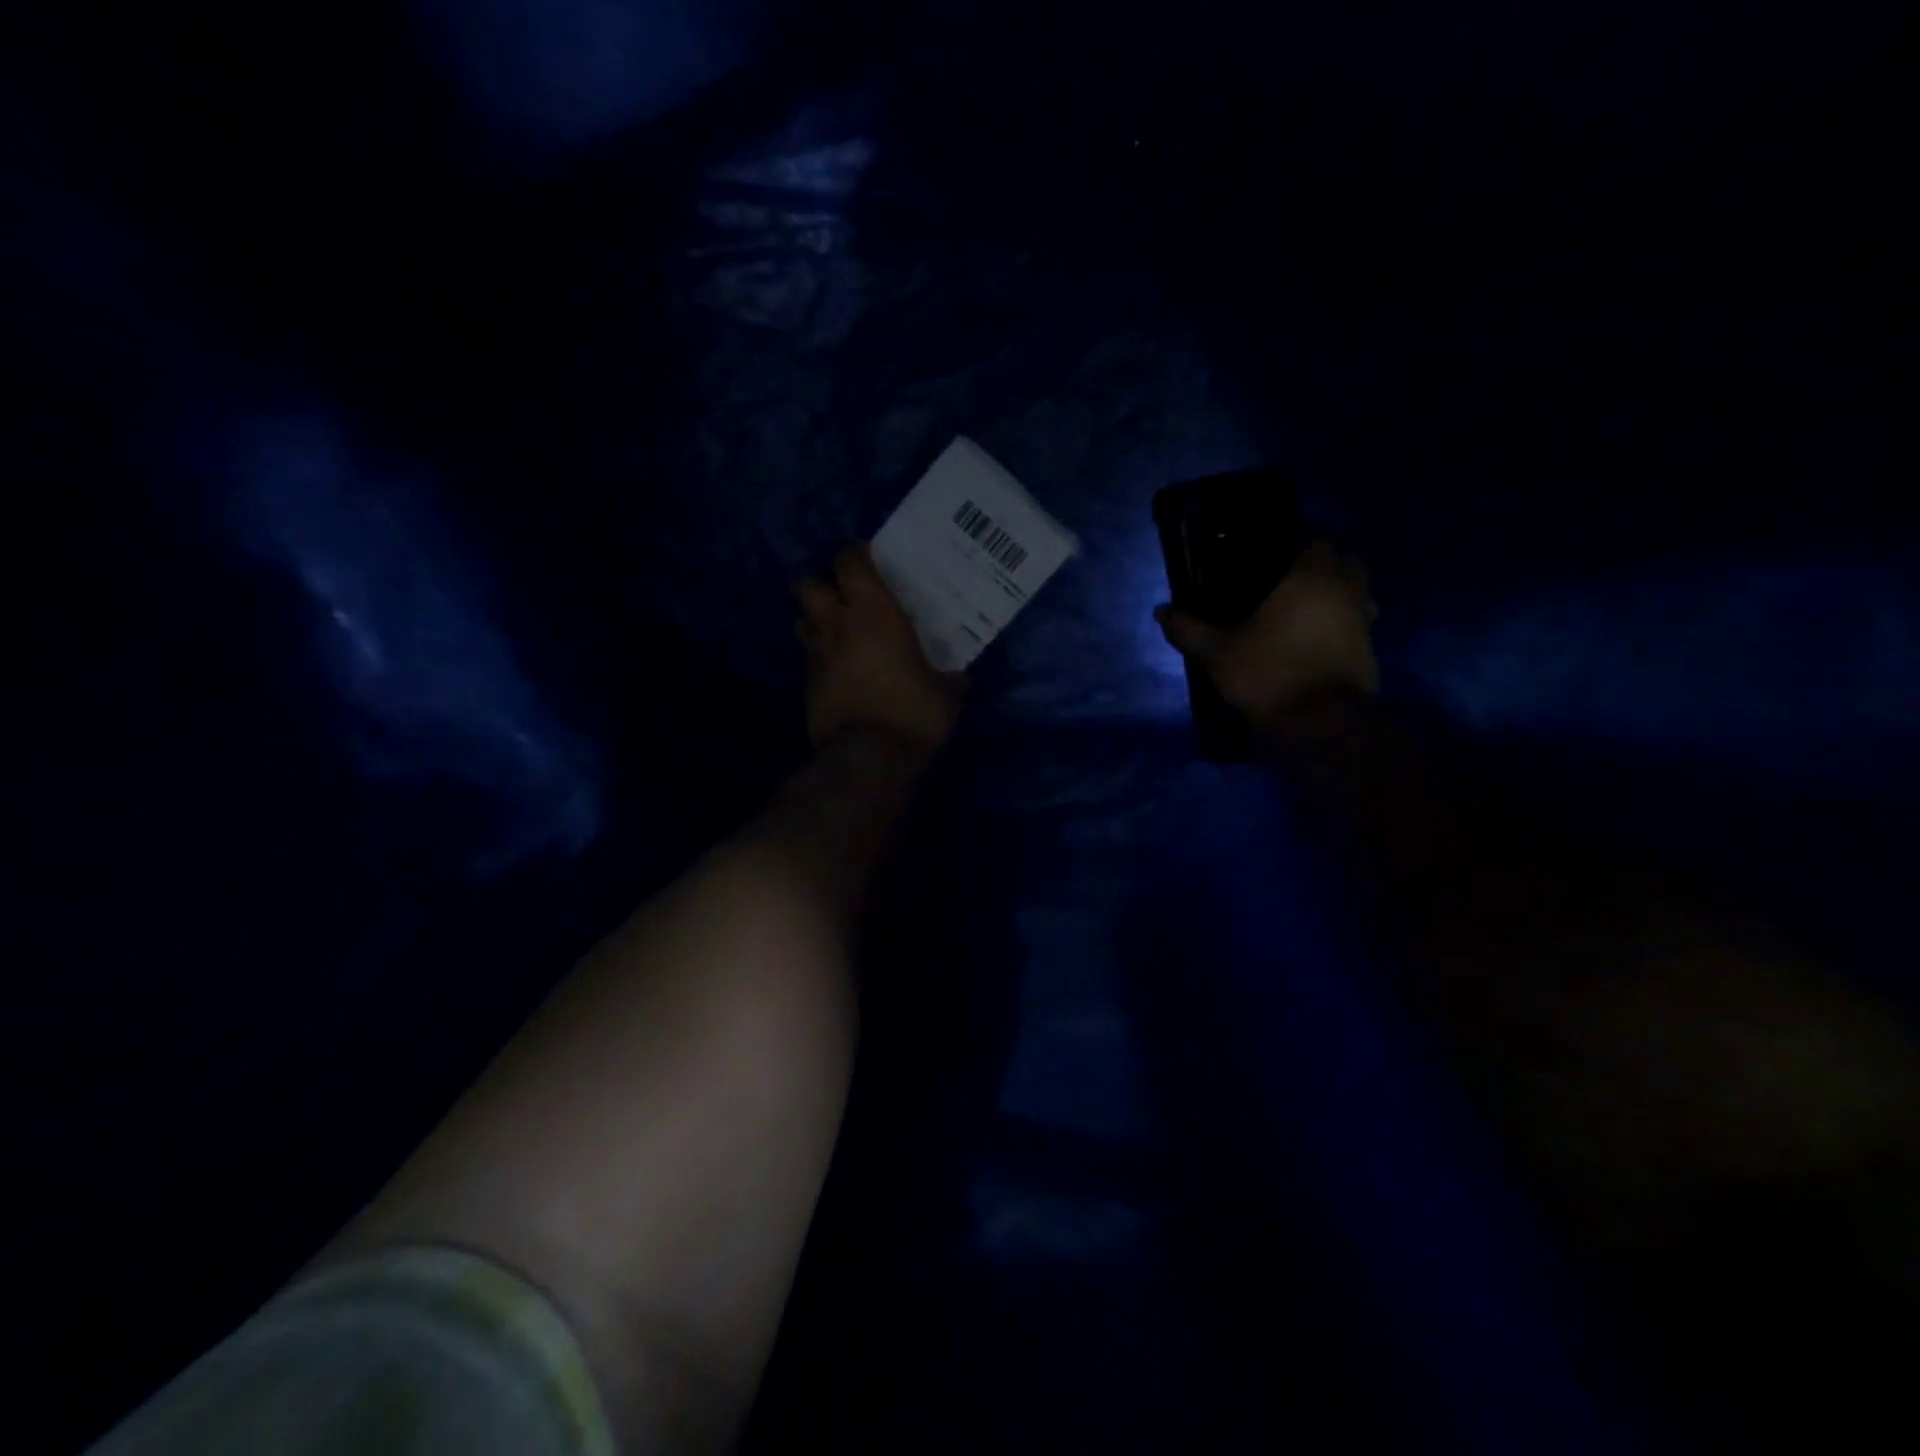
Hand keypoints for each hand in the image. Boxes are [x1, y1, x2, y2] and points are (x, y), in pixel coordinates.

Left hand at [797, 544, 964, 752]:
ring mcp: (816, 656)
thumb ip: (950, 677)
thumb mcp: (946, 692)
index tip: (869, 560)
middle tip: (843, 595)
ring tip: (835, 631)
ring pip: (800, 620)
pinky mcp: (806, 686)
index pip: (849, 562)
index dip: (855, 555)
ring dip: (814, 620)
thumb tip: (960, 677)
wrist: (870, 757)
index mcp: (873, 612)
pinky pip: (808, 659)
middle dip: (821, 585)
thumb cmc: (914, 711)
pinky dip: (818, 658)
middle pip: (808, 585)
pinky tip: (836, 671)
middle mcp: (838, 625)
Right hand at [1155, 542, 1379, 737]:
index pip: (1314, 540)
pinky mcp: (1370, 650)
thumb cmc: (1270, 674)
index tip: (1268, 558)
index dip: (1293, 545)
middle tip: (1285, 582)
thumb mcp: (1218, 654)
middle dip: (1319, 566)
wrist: (1323, 724)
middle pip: (1343, 561)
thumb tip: (1161, 611)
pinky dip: (1340, 624)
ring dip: (1335, 594)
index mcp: (1311, 577)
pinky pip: (1356, 623)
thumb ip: (1190, 630)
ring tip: (1301, 611)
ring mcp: (1364, 620)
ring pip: (1356, 592)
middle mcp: (1346, 590)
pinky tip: (1313, 640)